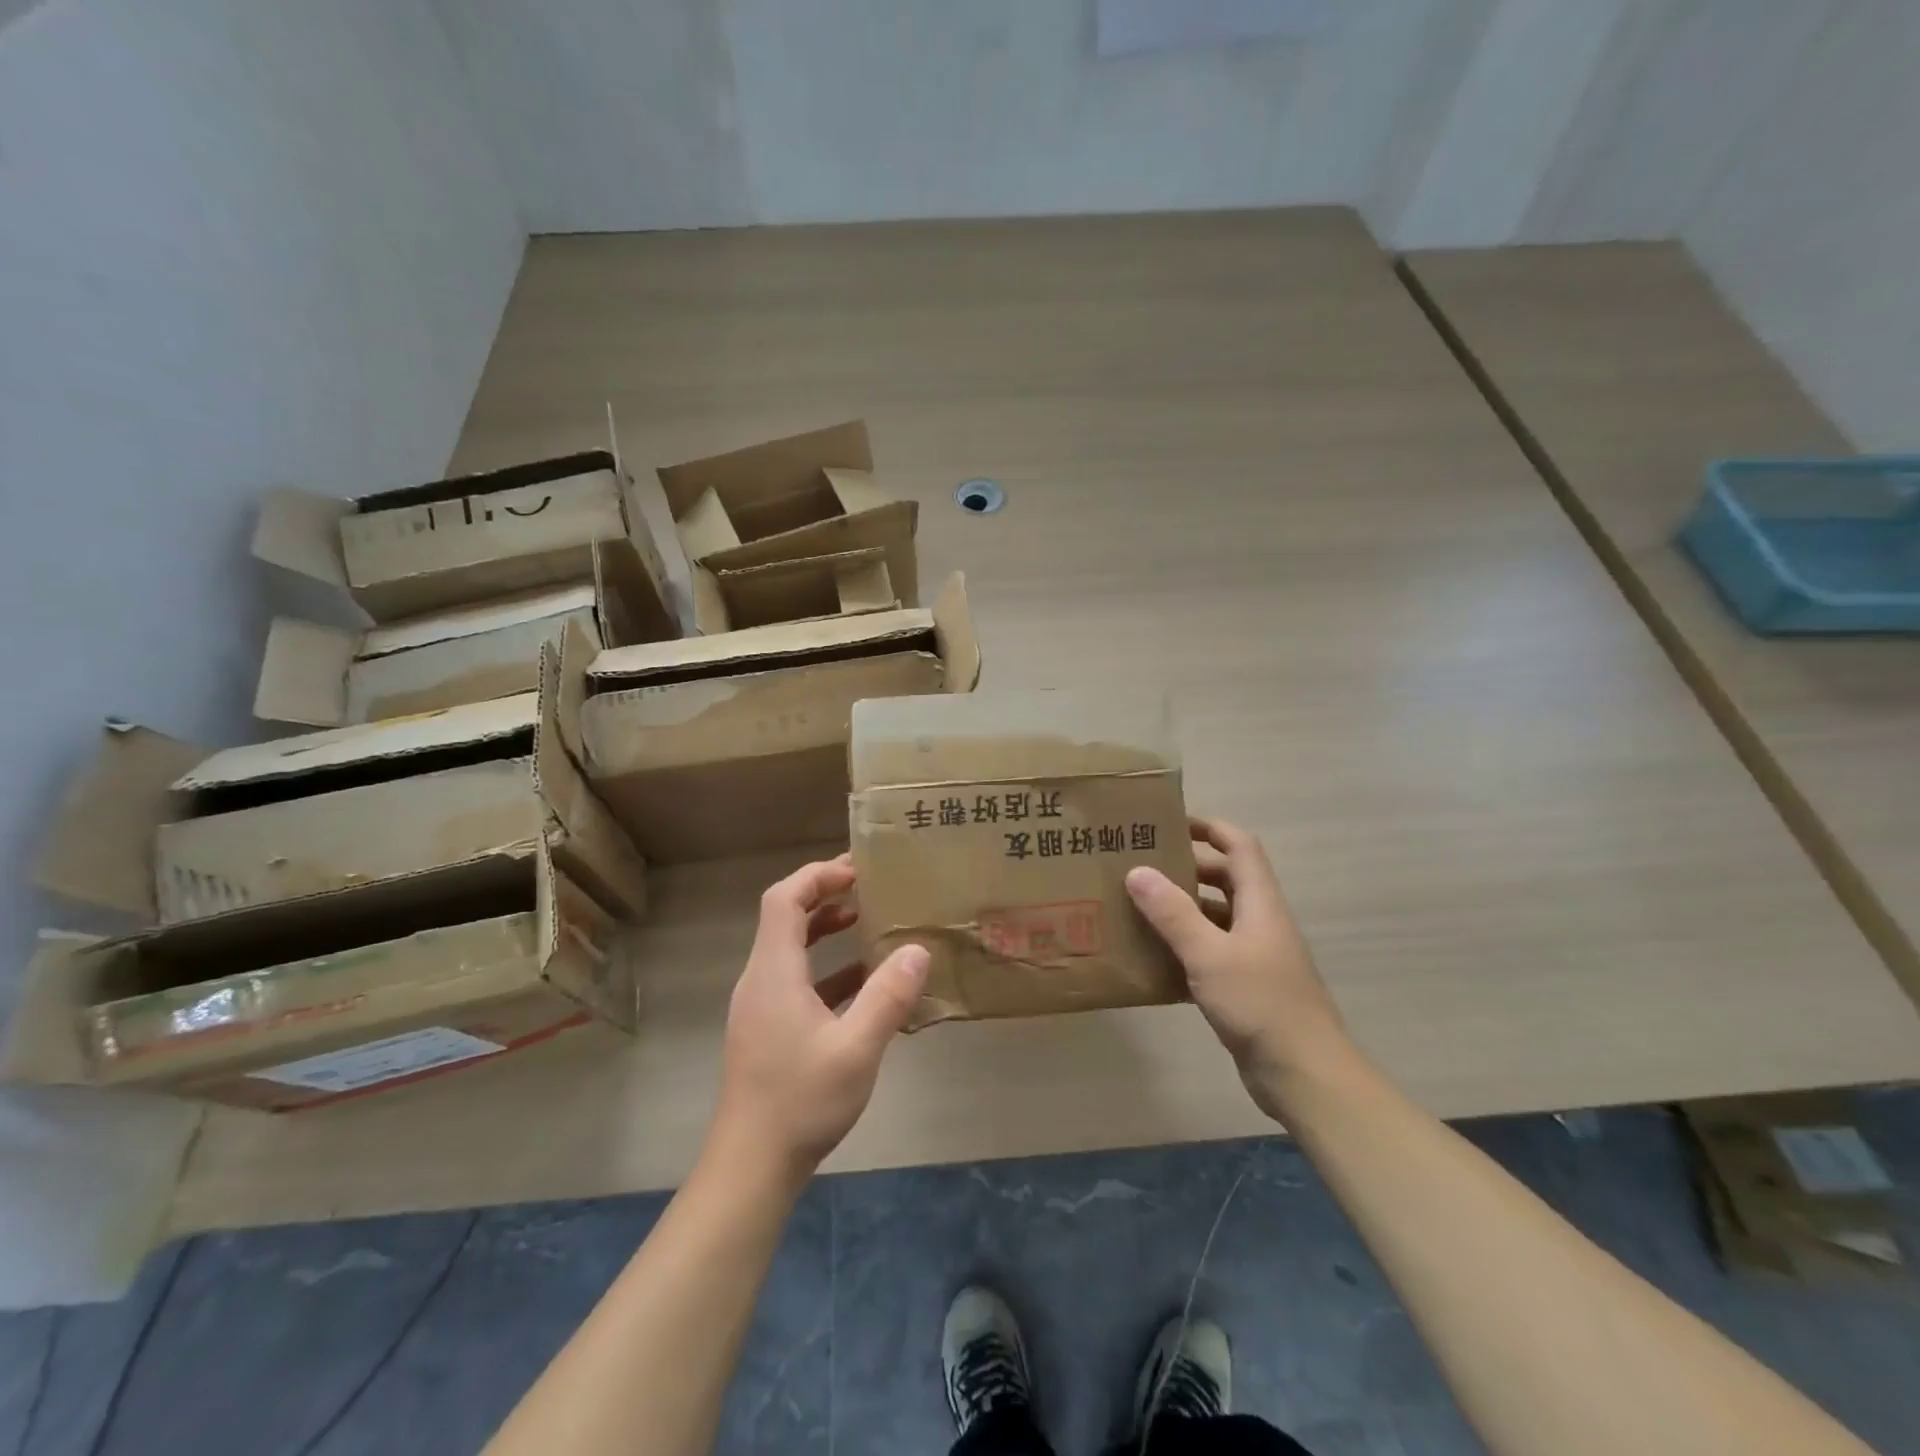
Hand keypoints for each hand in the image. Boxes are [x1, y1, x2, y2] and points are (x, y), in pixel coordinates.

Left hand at [712, 855, 929, 1184]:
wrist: (751, 1167)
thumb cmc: (800, 1102)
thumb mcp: (856, 1049)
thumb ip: (888, 997)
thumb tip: (917, 949)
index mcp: (773, 972)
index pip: (784, 899)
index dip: (818, 876)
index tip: (857, 869)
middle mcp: (761, 980)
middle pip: (785, 916)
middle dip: (825, 894)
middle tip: (869, 886)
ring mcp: (761, 1006)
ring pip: (790, 948)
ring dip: (824, 928)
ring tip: (866, 919)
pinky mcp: (768, 1029)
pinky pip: (796, 979)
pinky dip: (826, 967)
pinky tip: (862, 981)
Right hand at [1125, 816, 1349, 1117]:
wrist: (1304, 1074)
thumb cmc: (1260, 1004)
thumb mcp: (1209, 955)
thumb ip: (1173, 913)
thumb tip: (1137, 871)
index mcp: (1260, 903)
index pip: (1239, 846)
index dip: (1209, 827)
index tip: (1170, 821)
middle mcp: (1260, 921)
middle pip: (1226, 878)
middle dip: (1187, 867)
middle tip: (1140, 864)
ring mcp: (1256, 955)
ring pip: (1216, 916)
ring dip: (1183, 908)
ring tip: (1137, 905)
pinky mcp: (1247, 986)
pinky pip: (1212, 951)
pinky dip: (1186, 945)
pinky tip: (1153, 955)